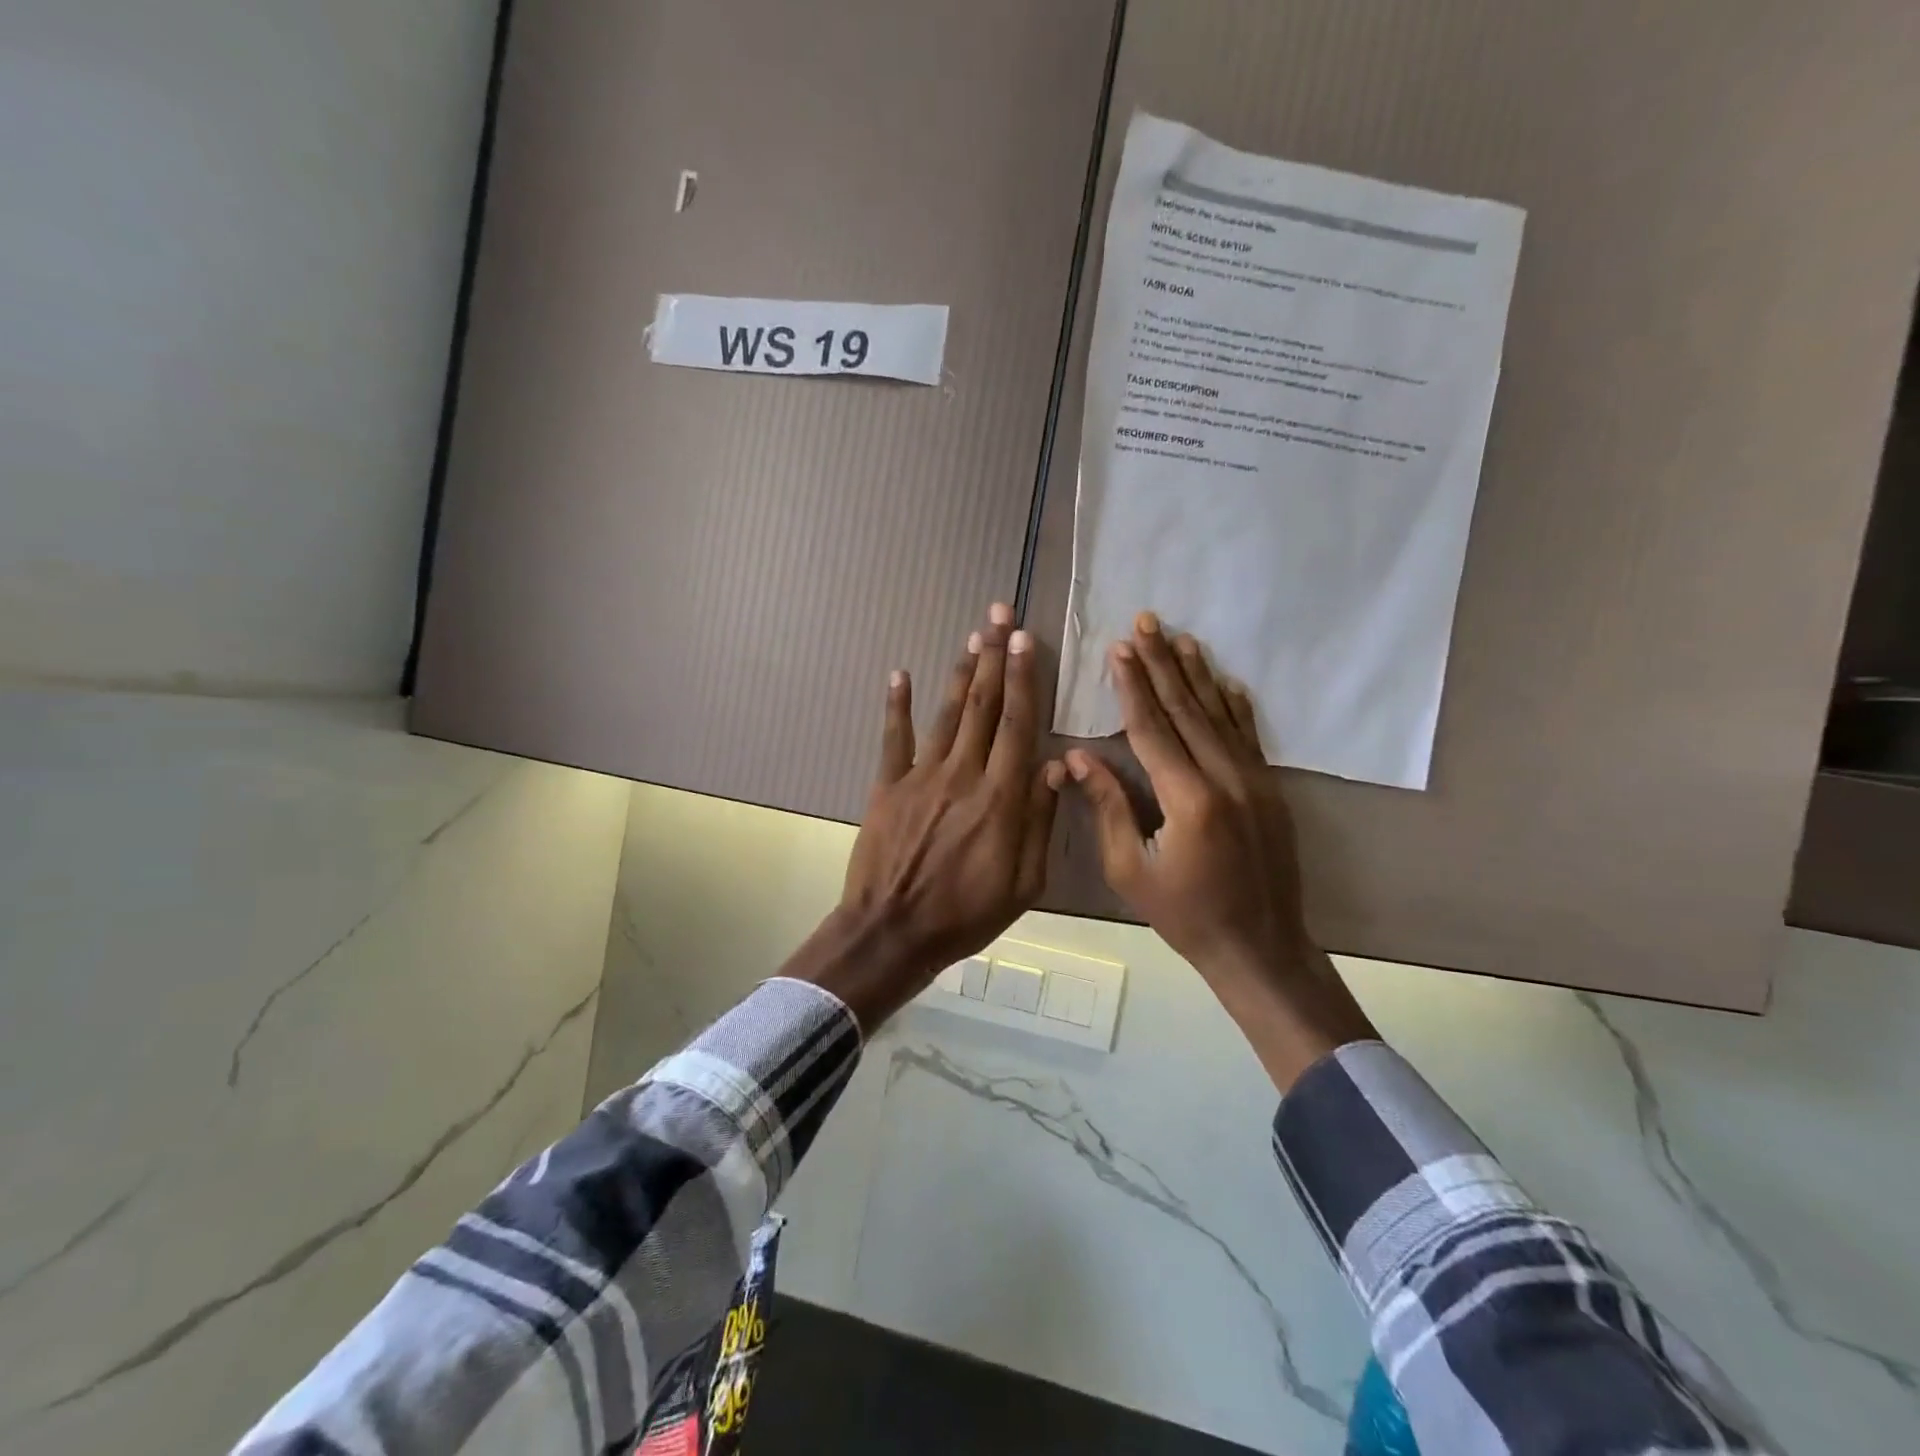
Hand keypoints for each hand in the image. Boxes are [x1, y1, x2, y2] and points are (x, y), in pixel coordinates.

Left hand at [789, 603, 1062, 1030]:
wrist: (894, 932)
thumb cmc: (967, 914)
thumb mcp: (1025, 883)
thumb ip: (1040, 821)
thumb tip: (1056, 765)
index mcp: (1001, 797)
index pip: (1017, 724)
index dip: (1023, 678)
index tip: (1026, 639)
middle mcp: (963, 774)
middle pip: (983, 706)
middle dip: (994, 656)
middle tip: (999, 614)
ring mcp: (920, 777)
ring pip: (947, 714)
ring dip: (961, 672)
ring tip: (972, 636)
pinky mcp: (887, 787)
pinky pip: (893, 739)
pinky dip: (896, 705)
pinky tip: (900, 674)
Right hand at [1064, 613, 1374, 1089]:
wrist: (1259, 947)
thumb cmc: (1185, 915)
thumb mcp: (1131, 871)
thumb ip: (1109, 808)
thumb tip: (1078, 757)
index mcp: (1189, 800)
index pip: (1153, 728)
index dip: (1133, 687)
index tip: (1117, 649)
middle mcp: (1227, 779)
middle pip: (1188, 709)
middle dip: (1163, 664)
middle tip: (1146, 622)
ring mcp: (1255, 781)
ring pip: (1221, 714)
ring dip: (1198, 674)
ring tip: (1179, 636)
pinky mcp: (1270, 789)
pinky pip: (1249, 736)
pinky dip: (1235, 704)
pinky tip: (1225, 679)